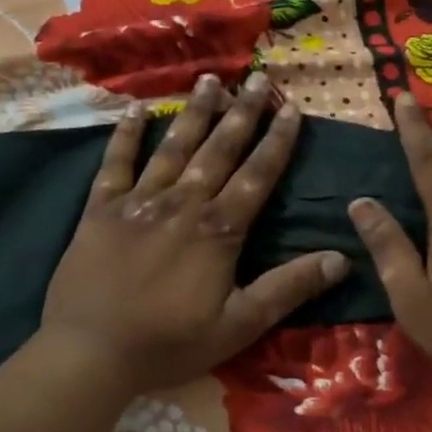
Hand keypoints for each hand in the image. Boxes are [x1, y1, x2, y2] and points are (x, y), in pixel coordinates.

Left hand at [40, 73, 348, 396]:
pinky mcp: (100, 209)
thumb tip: (342, 259)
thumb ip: (288, 288)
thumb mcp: (239, 325)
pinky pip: (115, 163)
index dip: (277, 141)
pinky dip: (125, 135)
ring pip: (173, 147)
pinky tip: (136, 110)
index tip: (290, 108)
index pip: (257, 175)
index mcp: (218, 230)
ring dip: (194, 112)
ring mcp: (138, 201)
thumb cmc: (169, 343)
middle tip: (256, 79)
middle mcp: (182, 203)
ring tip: (210, 80)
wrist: (89, 353)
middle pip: (218, 150)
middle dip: (241, 113)